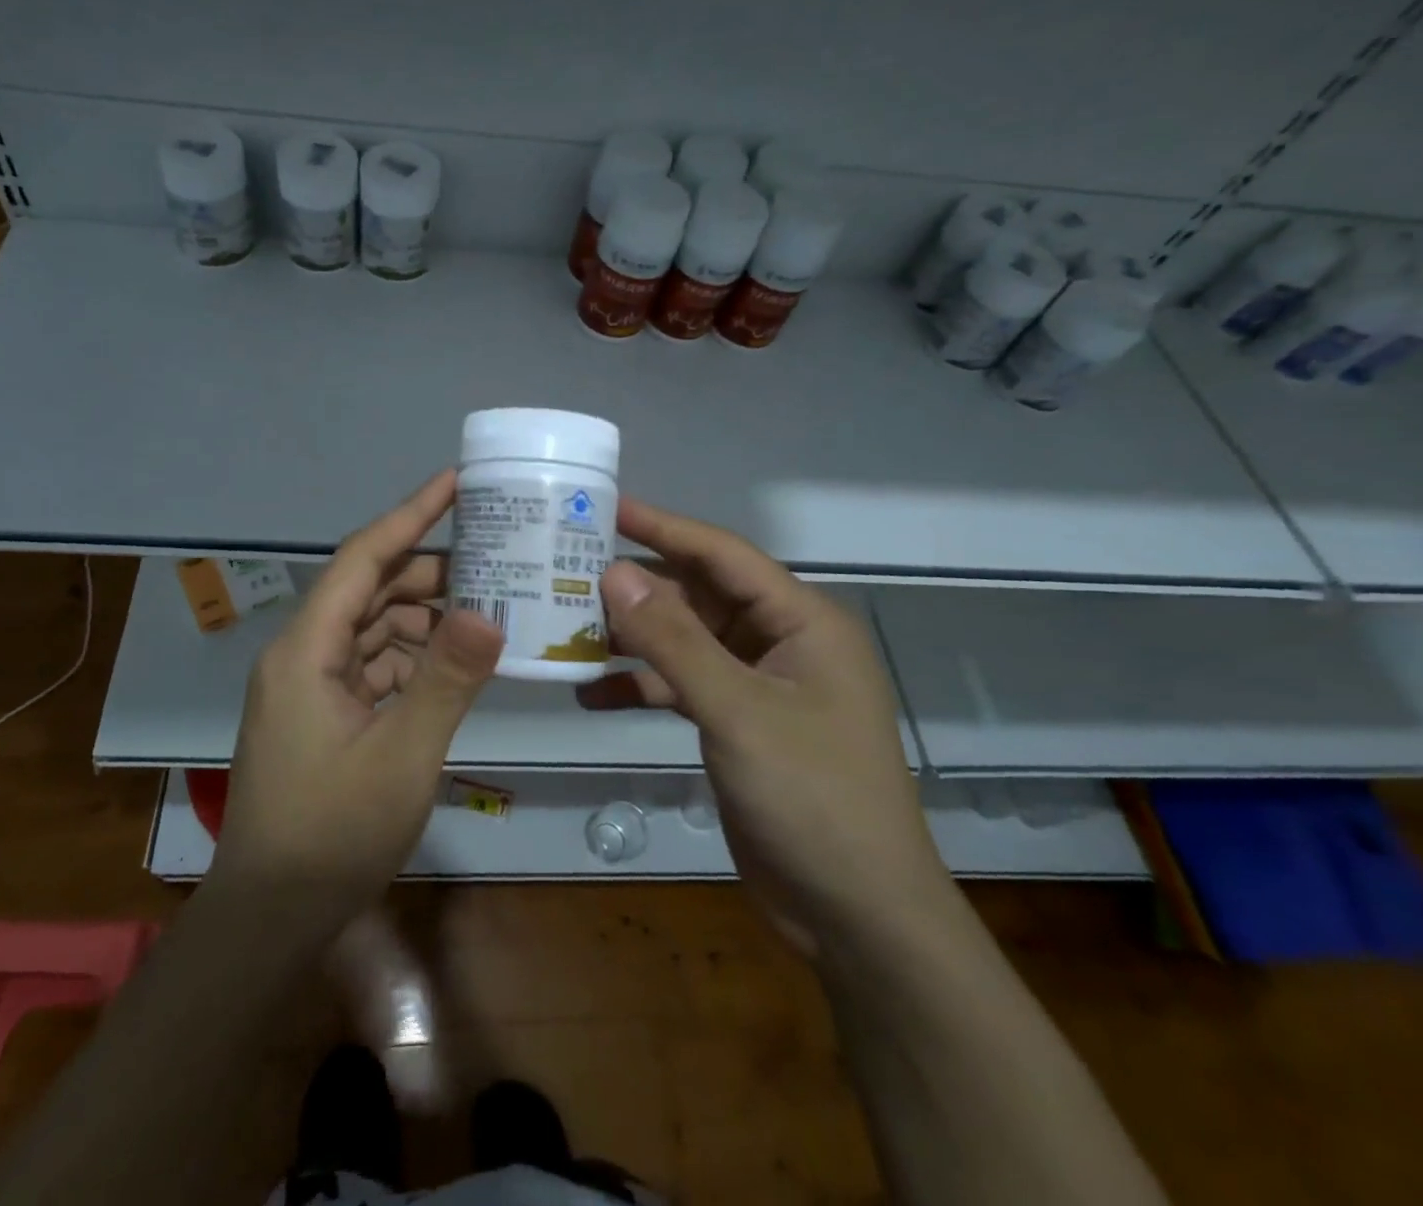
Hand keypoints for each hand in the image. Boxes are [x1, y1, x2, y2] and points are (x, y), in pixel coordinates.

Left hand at [209, 471, 502, 933]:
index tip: (456, 481)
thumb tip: (491, 611)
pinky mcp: (324, 712)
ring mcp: (311, 684)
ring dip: (425, 617)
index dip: (410, 514)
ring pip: (374, 627)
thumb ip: (447, 679)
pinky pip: (373, 664)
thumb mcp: (403, 755)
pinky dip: (413, 657)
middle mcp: (302, 653)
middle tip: (496, 558)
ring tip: (488, 608)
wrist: (271, 917)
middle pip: (370, 589)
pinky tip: (456, 662)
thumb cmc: (332, 834)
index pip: (362, 557)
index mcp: (306, 648)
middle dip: (430, 571)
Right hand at [579, 498, 952, 952]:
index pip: (722, 555)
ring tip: (567, 626)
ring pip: (684, 641)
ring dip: (632, 637)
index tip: (606, 507)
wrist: (855, 915)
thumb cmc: (812, 798)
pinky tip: (590, 693)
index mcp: (801, 622)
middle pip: (698, 595)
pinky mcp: (736, 723)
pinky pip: (680, 686)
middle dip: (638, 585)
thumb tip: (614, 573)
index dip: (663, 527)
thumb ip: (673, 641)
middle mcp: (779, 642)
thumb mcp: (738, 712)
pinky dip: (640, 686)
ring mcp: (757, 685)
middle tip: (569, 567)